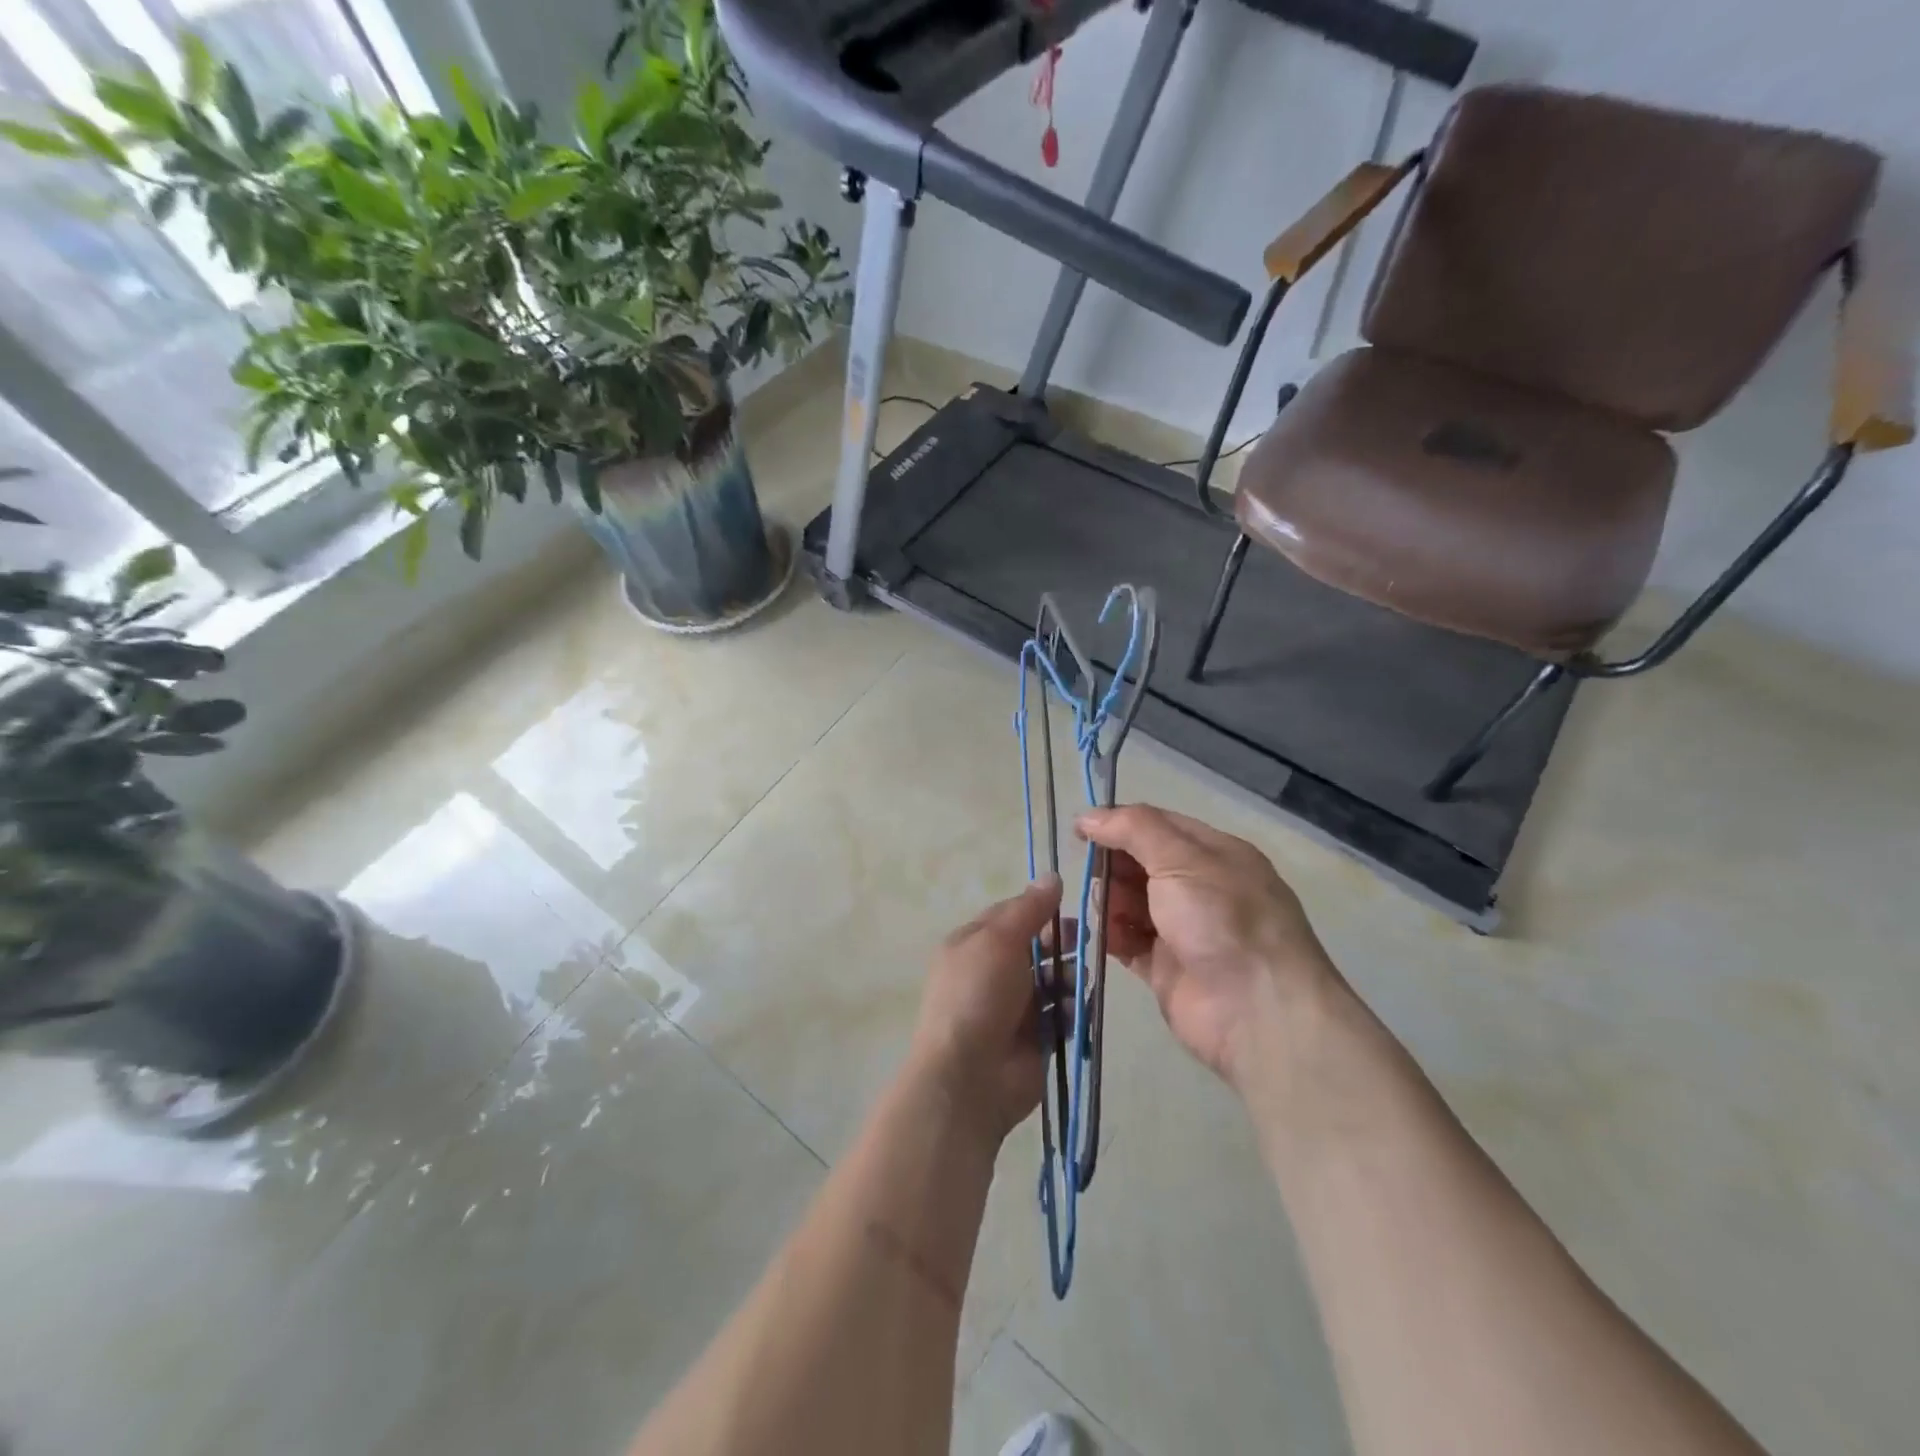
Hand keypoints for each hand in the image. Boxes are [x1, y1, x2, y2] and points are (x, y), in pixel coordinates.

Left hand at [908, 876, 1061, 1144]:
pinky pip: (1061, 1016)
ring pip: (1053, 981)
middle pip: (1036, 947)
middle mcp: (991, 972)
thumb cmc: (978, 996)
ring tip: (1074, 985)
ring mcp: (1013, 1008)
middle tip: (1086, 941)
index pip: (1011, 916)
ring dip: (1068, 978)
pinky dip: (1071, 1012)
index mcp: (973, 944)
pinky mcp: (1035, 1039)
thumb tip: (1052, 876)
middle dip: (1061, 943)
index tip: (1071, 904)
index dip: (1040, 908)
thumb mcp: (999, 940)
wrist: (969, 1077)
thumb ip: (1028, 909)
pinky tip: (1075, 1012)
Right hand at [1078, 805, 1338, 1092]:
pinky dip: (1111, 937)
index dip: (1118, 824)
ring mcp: (1183, 930)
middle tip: (1090, 876)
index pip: (1158, 826)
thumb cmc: (1222, 919)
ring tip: (1100, 910)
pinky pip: (1129, 943)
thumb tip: (1087, 816)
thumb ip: (1133, 830)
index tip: (1080, 831)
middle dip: (1113, 866)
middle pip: (1142, 865)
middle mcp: (1200, 888)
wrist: (1257, 1011)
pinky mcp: (1167, 969)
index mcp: (1214, 855)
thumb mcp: (1181, 859)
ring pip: (1132, 903)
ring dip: (1109, 901)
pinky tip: (1098, 935)